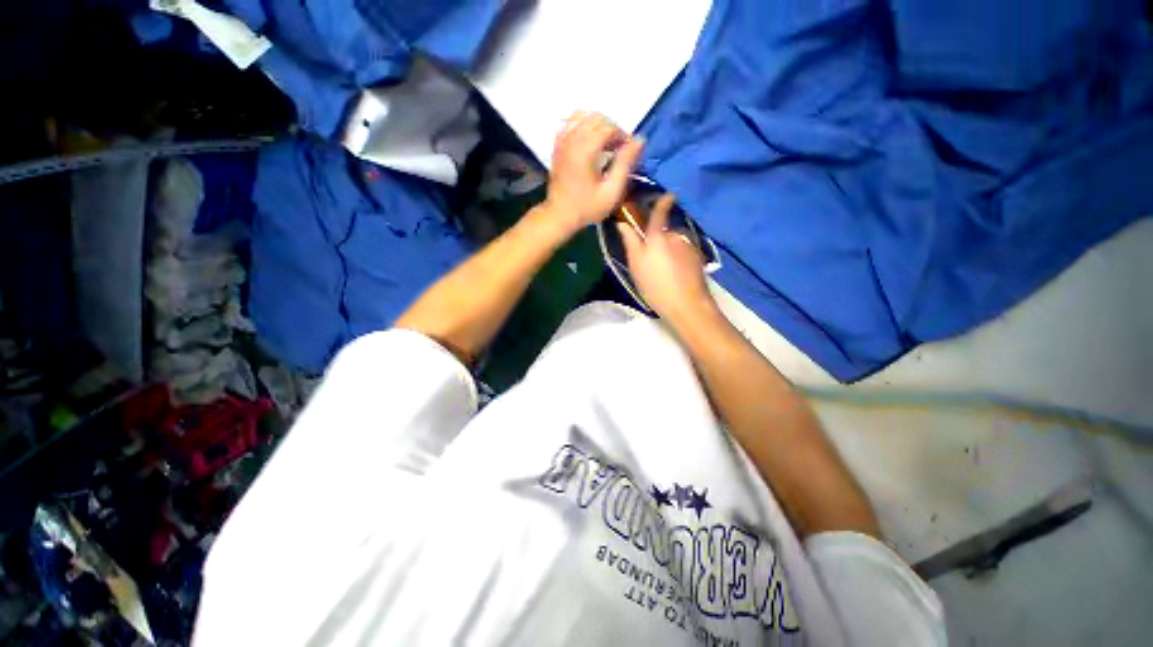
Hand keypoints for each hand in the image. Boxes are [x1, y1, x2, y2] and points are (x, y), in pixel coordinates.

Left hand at [544, 111, 643, 231]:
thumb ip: (625, 164)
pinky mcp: (557, 146)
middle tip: (618, 150)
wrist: (560, 216)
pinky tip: (589, 142)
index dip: (623, 136)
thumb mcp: (611, 191)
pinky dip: (582, 126)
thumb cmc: (587, 207)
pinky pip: (570, 123)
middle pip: (597, 118)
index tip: (629, 152)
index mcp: (585, 149)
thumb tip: (639, 140)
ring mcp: (562, 141)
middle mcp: (571, 139)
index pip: (609, 127)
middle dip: (612, 129)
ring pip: (583, 116)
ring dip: (598, 126)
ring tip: (605, 145)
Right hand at [617, 194, 717, 324]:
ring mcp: (690, 247)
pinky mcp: (699, 259)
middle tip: (651, 259)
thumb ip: (630, 241)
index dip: (663, 202)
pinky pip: (686, 252)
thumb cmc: (656, 285)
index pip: (660, 213)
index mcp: (658, 236)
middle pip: (666, 232)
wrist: (687, 304)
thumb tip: (622, 223)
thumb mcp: (636, 265)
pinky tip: (677, 274)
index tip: (668, 195)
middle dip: (660, 239)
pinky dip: (680, 258)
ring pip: (677, 243)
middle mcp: (676, 236)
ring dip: (671, 250)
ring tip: (664, 270)